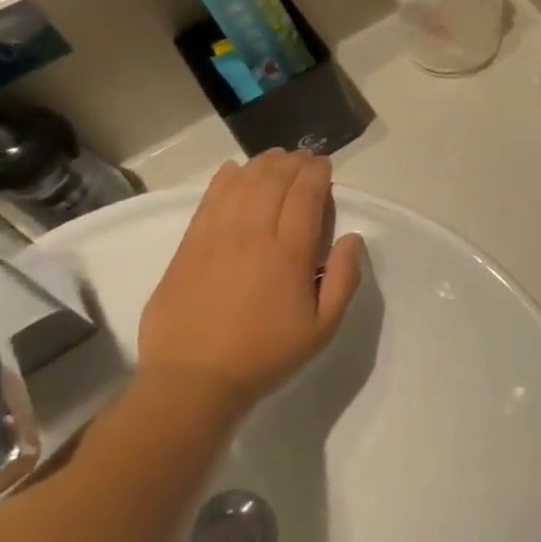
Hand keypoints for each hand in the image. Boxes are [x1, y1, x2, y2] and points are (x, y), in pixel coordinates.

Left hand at [138, 151, 365, 408]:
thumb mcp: (322, 328)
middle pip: (274, 179)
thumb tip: (352, 238)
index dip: (317, 172)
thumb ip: (345, 279)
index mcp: (289, 252)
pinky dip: (225, 178)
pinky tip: (234, 171)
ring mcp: (216, 236)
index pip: (306, 194)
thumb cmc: (265, 355)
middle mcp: (253, 234)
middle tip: (303, 159)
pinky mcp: (188, 245)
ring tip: (275, 159)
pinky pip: (209, 198)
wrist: (192, 381)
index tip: (324, 166)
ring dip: (262, 164)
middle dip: (292, 162)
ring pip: (242, 183)